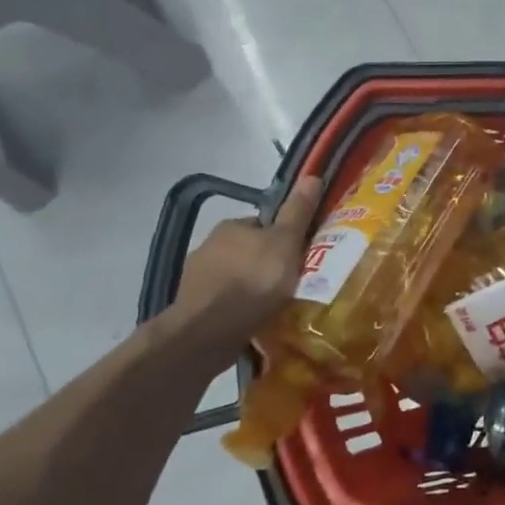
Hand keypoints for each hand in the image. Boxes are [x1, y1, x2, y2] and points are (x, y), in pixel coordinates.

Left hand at [169, 176, 323, 345]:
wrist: (209, 330)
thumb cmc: (254, 279)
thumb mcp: (286, 241)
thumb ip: (298, 212)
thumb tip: (312, 174)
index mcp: (232, 226)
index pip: (263, 225)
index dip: (284, 237)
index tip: (299, 255)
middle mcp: (209, 245)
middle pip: (248, 250)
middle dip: (266, 263)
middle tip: (291, 282)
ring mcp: (197, 278)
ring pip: (234, 277)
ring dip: (250, 287)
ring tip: (275, 305)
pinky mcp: (192, 307)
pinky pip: (223, 302)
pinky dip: (237, 308)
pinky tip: (253, 320)